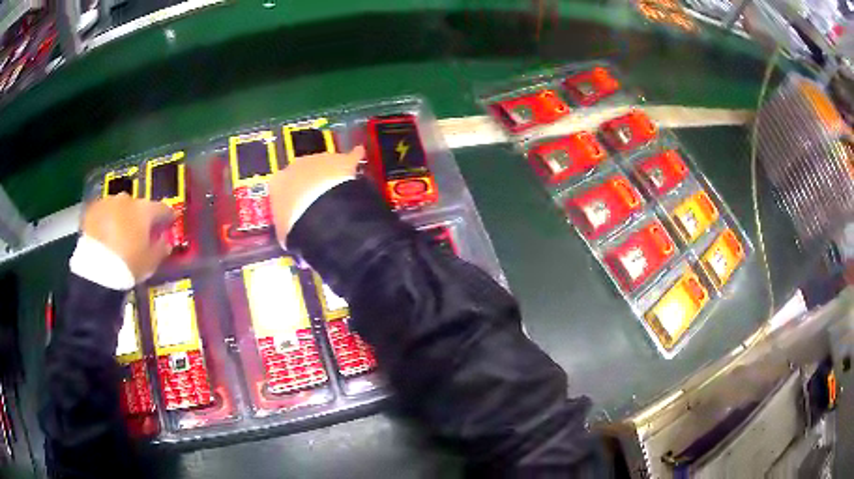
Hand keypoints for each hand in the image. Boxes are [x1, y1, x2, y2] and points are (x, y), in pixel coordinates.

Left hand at [81, 194, 175, 281]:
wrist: (96, 268)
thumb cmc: (128, 265)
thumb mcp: (150, 263)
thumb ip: (161, 249)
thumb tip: (166, 242)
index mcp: (145, 210)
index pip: (163, 209)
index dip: (167, 217)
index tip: (169, 223)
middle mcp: (128, 199)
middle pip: (138, 206)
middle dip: (139, 218)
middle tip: (139, 234)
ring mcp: (108, 202)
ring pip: (119, 207)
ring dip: (121, 218)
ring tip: (118, 236)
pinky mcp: (92, 209)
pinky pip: (103, 213)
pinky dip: (105, 221)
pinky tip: (104, 235)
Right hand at [269, 146, 363, 245]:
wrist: (319, 214)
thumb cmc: (296, 227)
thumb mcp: (285, 233)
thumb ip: (288, 227)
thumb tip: (294, 234)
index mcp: (278, 183)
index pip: (283, 187)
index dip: (293, 200)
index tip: (299, 212)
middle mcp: (296, 165)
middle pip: (304, 173)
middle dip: (312, 186)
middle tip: (321, 204)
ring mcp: (320, 159)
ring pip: (326, 165)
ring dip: (331, 177)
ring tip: (340, 194)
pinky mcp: (342, 160)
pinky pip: (350, 155)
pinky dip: (355, 157)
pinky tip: (359, 155)